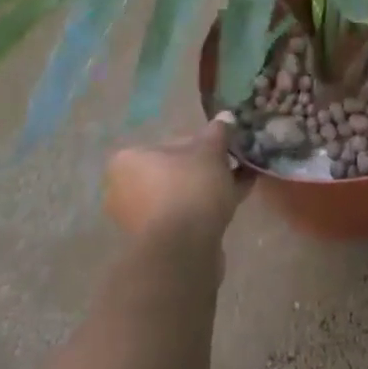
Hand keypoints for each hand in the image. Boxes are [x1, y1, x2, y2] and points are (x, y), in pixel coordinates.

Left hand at [104, 114, 250, 243]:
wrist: (182, 251)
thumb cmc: (189, 189)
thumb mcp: (210, 151)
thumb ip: (218, 132)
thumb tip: (225, 116)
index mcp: (128, 159)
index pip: (171, 142)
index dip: (203, 143)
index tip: (225, 148)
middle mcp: (125, 188)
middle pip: (175, 169)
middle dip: (206, 168)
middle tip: (235, 164)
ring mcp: (138, 218)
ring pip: (182, 194)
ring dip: (209, 188)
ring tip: (242, 182)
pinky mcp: (155, 242)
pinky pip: (184, 216)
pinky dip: (206, 208)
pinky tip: (236, 200)